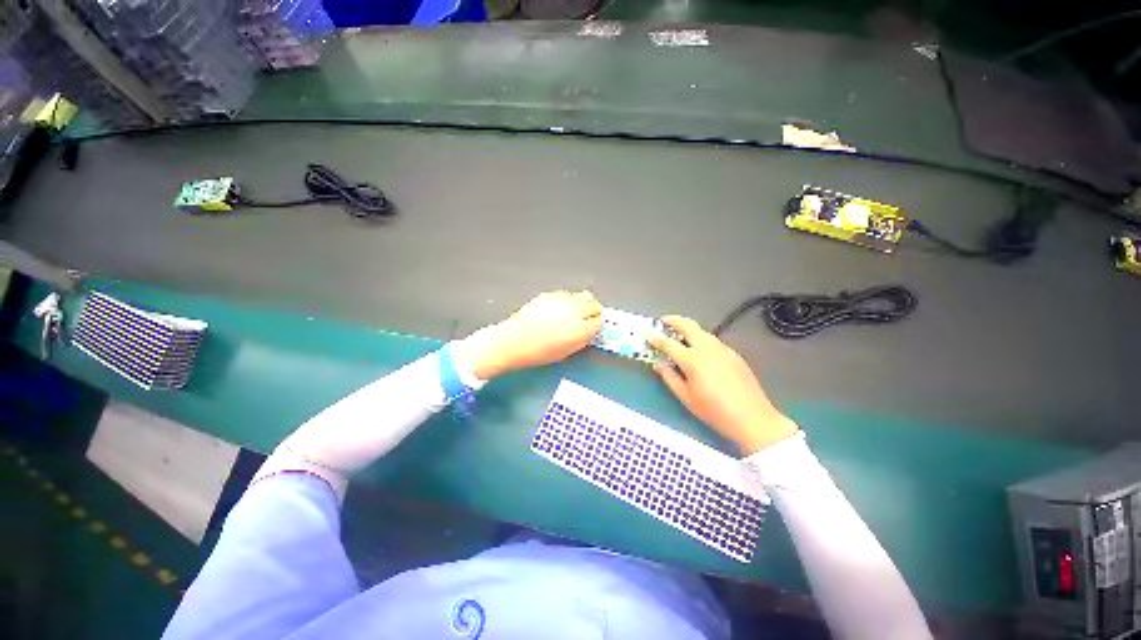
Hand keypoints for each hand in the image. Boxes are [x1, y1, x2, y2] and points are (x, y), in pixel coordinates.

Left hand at [456, 291, 602, 378]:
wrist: (513, 341)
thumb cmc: (538, 352)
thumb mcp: (566, 352)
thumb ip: (582, 339)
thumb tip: (590, 330)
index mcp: (580, 330)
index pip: (600, 321)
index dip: (598, 324)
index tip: (594, 327)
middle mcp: (575, 312)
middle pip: (595, 305)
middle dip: (594, 311)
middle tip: (588, 318)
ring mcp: (562, 300)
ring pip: (584, 295)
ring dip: (584, 303)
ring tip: (576, 311)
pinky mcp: (550, 294)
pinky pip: (567, 294)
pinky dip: (569, 300)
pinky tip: (560, 308)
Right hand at [647, 316, 798, 454]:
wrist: (753, 419)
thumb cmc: (714, 411)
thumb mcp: (686, 397)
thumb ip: (669, 378)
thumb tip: (659, 364)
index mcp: (692, 359)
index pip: (668, 343)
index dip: (655, 338)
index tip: (646, 335)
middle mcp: (707, 348)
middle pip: (688, 326)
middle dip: (674, 320)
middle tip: (664, 321)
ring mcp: (723, 349)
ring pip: (703, 331)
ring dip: (689, 329)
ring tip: (680, 335)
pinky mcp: (734, 354)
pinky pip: (713, 341)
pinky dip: (702, 339)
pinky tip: (700, 350)